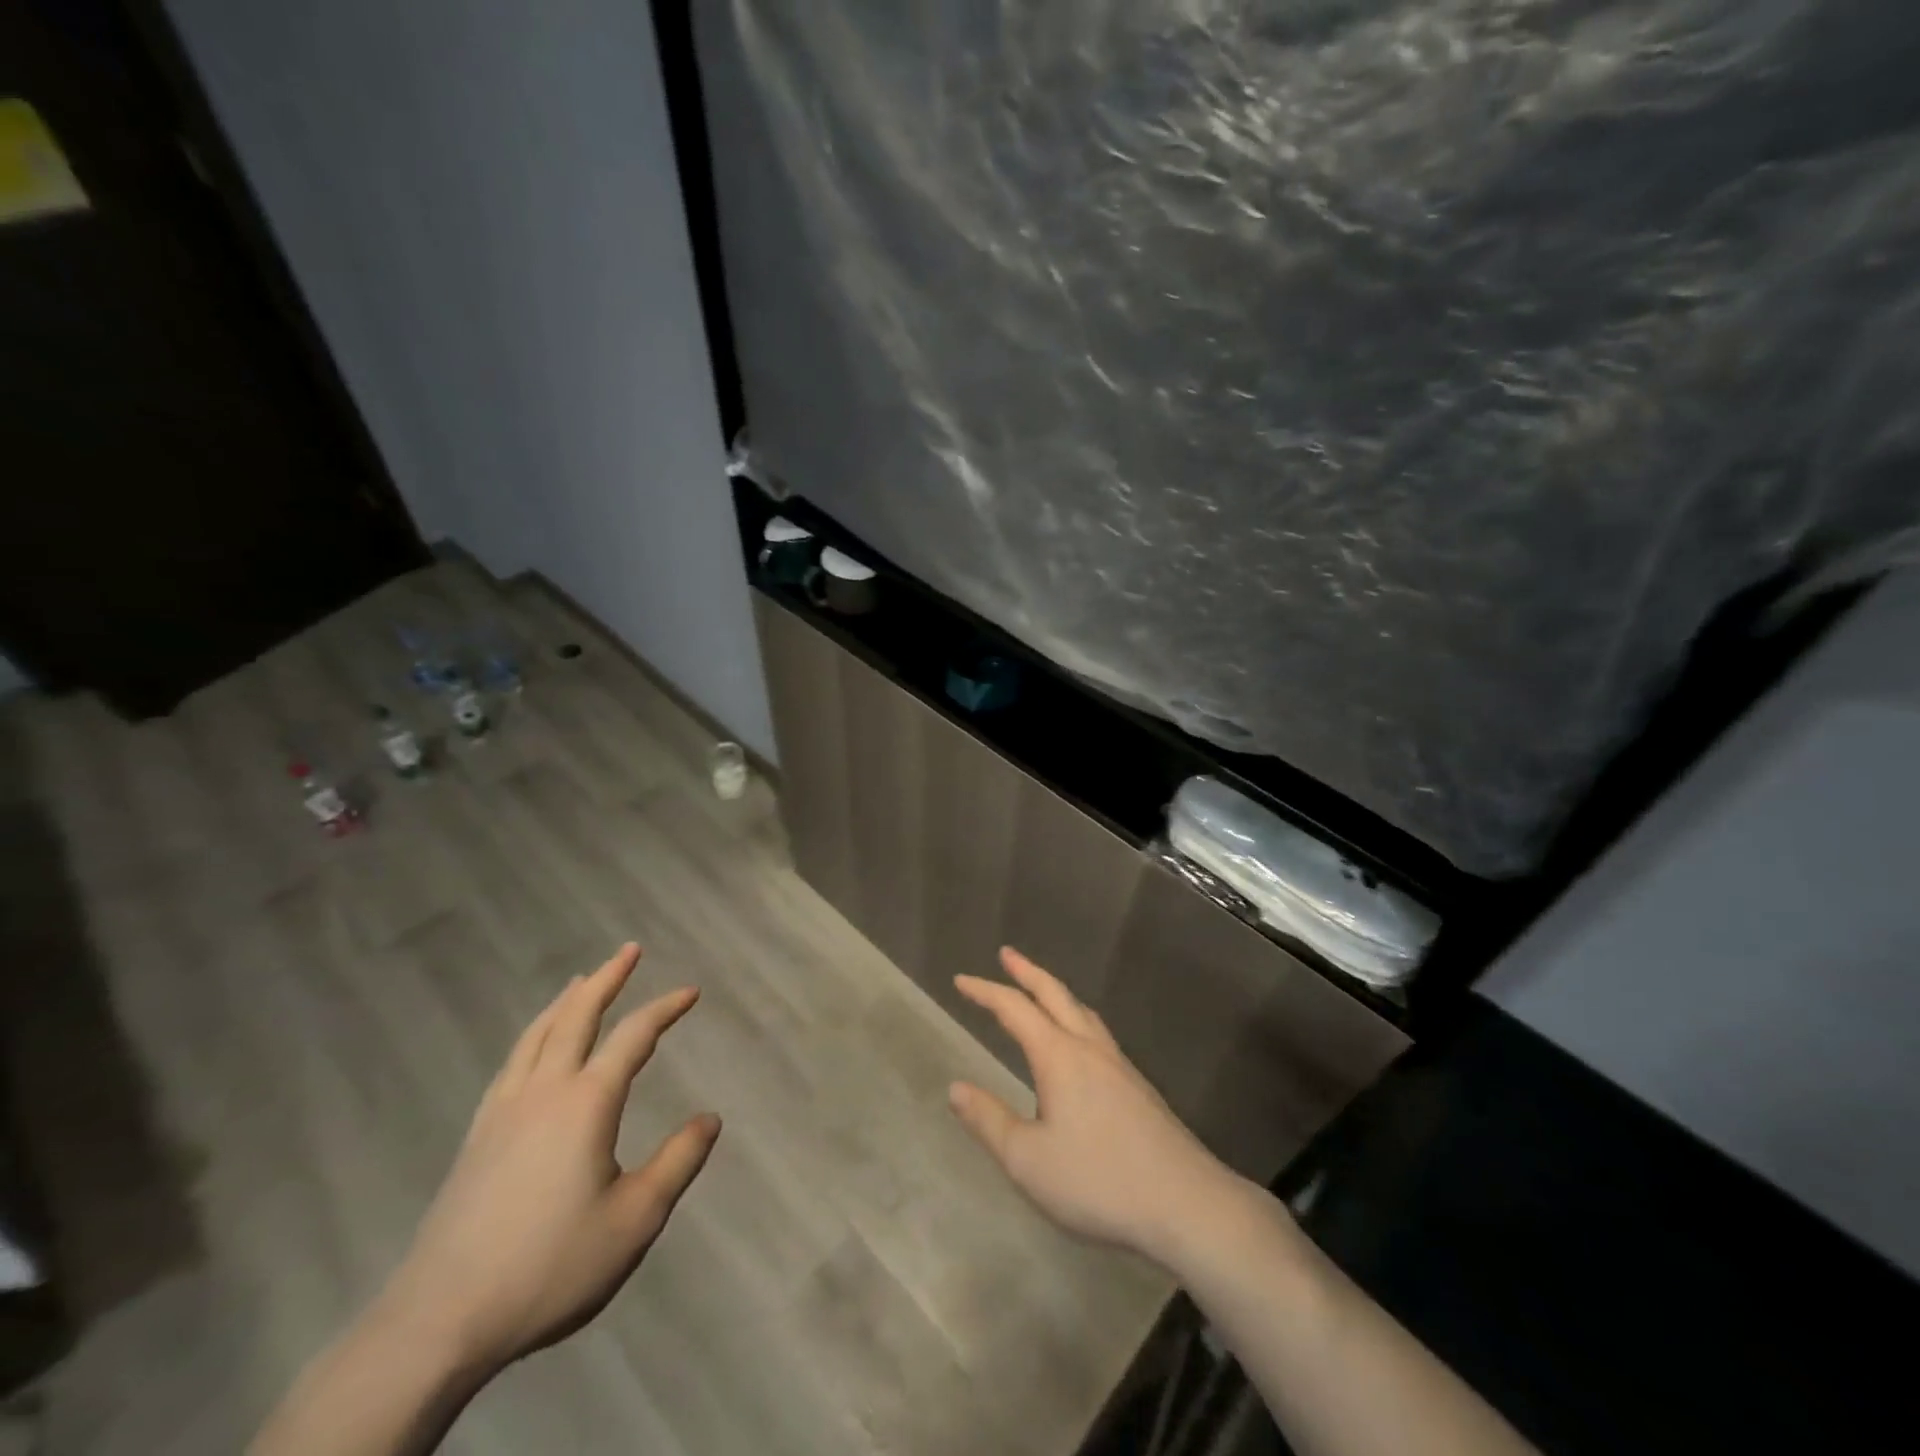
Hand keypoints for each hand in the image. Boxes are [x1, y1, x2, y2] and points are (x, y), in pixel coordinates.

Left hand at [380, 944, 719, 1375]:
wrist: (439, 1322)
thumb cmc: (550, 1267)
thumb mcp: (635, 1220)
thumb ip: (678, 1162)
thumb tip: (711, 1118)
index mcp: (587, 1103)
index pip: (634, 1036)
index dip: (665, 1008)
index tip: (691, 992)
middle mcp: (544, 1091)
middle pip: (577, 1017)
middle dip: (607, 979)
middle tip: (629, 950)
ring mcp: (503, 1111)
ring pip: (537, 1035)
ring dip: (565, 1001)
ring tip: (581, 981)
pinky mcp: (476, 1137)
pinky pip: (512, 1063)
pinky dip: (533, 1036)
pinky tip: (534, 1048)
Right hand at [949, 947, 1245, 1265]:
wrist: (1187, 1203)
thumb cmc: (1098, 1181)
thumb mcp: (1028, 1161)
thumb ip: (989, 1121)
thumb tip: (955, 1088)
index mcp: (1059, 1056)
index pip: (1014, 1009)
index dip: (985, 991)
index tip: (960, 980)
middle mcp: (1089, 1048)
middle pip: (1054, 994)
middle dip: (1027, 971)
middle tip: (1007, 954)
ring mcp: (1119, 1065)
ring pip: (1082, 1011)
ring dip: (1055, 992)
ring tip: (1041, 991)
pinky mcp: (1138, 1087)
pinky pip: (1098, 1033)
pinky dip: (1076, 1017)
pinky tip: (1080, 1043)